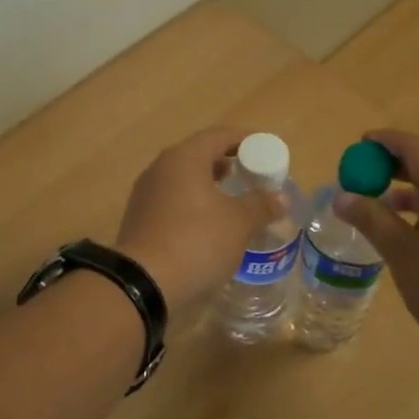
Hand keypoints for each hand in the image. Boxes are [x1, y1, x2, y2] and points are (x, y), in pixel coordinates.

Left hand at [116, 127, 284, 309]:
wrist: (143, 283)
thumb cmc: (196, 241)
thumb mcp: (239, 223)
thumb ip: (261, 205)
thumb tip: (280, 197)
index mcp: (184, 158)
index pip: (218, 135)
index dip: (244, 140)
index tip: (264, 150)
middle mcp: (160, 168)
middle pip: (197, 155)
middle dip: (224, 162)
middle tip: (248, 176)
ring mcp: (145, 194)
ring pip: (182, 179)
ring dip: (207, 185)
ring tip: (229, 201)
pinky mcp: (138, 219)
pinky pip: (170, 201)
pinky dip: (191, 204)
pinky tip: (205, 225)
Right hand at [331, 129, 418, 358]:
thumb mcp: (400, 252)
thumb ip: (371, 220)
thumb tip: (342, 197)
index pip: (413, 147)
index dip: (385, 142)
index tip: (359, 145)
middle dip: (392, 165)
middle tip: (362, 176)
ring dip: (405, 189)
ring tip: (376, 205)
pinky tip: (404, 233)